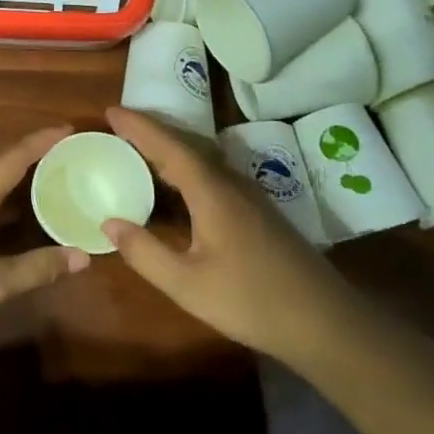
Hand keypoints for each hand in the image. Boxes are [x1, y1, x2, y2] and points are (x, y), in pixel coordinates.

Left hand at [0, 125, 90, 358]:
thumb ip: (38, 267)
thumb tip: (82, 256)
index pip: (11, 160)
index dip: (39, 142)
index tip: (66, 129)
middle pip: (0, 168)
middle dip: (32, 158)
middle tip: (66, 155)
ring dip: (18, 182)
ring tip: (51, 179)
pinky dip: (6, 204)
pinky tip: (21, 218)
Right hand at [102, 106, 343, 368]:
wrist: (325, 322)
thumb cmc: (252, 301)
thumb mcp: (187, 284)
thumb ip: (145, 252)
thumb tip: (108, 223)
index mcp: (212, 191)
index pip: (168, 146)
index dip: (138, 126)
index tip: (109, 110)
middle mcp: (231, 182)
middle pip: (187, 144)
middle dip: (151, 131)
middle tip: (117, 127)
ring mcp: (249, 195)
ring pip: (203, 158)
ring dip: (170, 148)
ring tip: (138, 150)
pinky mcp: (258, 211)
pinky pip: (213, 173)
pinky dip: (186, 167)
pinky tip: (177, 186)